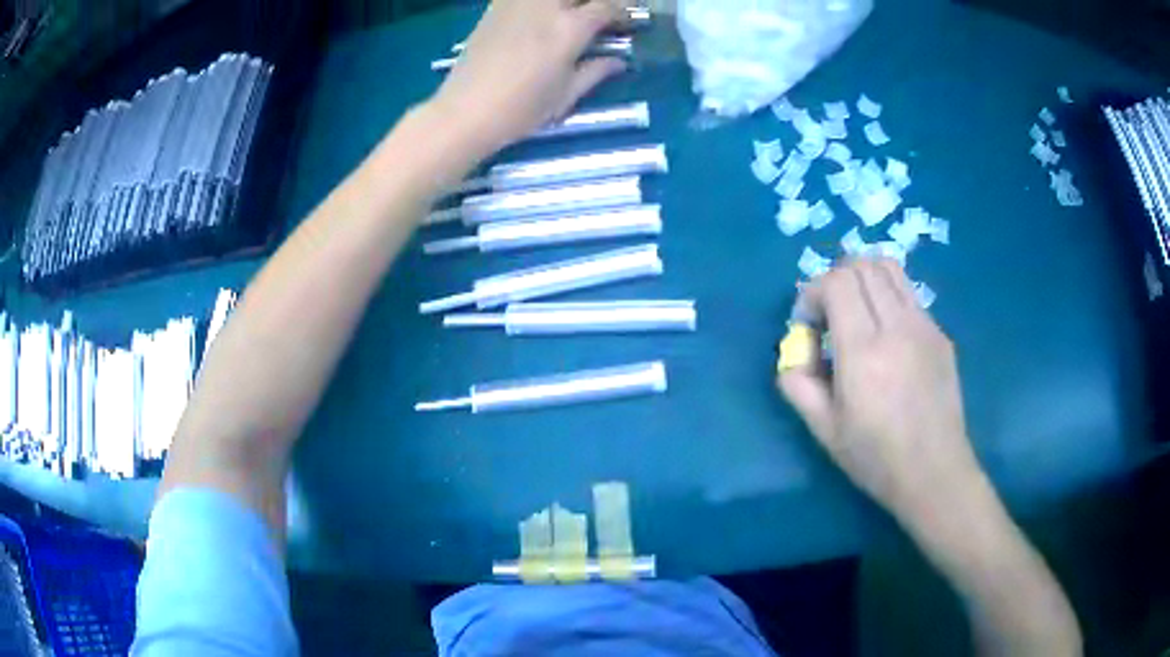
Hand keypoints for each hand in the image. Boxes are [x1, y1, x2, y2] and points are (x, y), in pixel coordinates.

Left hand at [429, 0, 628, 154]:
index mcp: (570, 29)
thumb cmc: (520, 109)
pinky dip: (537, 4)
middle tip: (597, 16)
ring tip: (568, 15)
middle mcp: (546, 7)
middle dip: (596, 1)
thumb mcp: (565, 95)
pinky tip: (539, 14)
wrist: (465, 111)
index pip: (607, 6)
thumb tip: (618, 61)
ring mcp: (517, 3)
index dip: (622, 12)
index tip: (623, 24)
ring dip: (567, 2)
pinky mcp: (495, 7)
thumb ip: (595, 71)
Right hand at [777, 259, 984, 522]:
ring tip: (857, 313)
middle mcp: (897, 326)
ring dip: (864, 278)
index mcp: (863, 351)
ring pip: (890, 268)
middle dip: (836, 279)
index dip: (813, 291)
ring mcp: (924, 326)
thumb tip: (793, 353)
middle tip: (829, 314)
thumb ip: (797, 385)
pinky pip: (909, 294)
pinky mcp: (940, 334)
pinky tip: (887, 337)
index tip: (808, 323)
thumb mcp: (824, 430)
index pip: (837, 282)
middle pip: (863, 265)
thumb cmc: (875, 458)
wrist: (934, 472)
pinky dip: (888, 297)